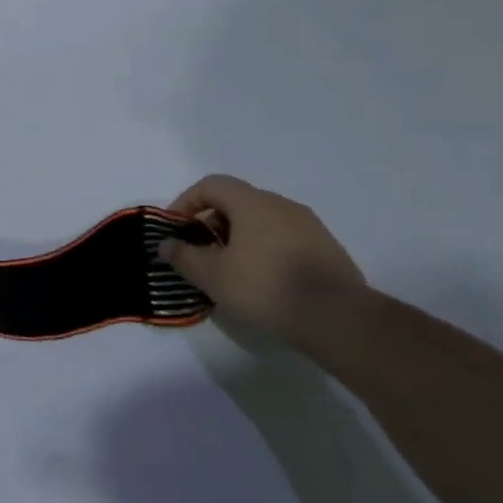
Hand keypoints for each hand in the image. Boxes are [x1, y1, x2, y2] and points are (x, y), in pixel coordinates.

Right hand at [158, 175, 364, 342]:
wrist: (337, 317)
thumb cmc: (264, 287)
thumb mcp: (211, 275)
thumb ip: (183, 256)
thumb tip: (165, 244)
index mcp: (252, 203)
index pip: (211, 185)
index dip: (186, 202)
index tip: (176, 229)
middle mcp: (282, 205)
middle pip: (236, 201)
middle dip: (211, 222)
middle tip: (199, 252)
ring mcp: (308, 225)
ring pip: (261, 220)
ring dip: (237, 237)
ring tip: (228, 269)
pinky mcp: (325, 247)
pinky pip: (282, 237)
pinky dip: (262, 248)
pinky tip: (260, 279)